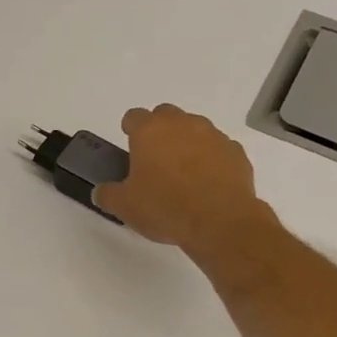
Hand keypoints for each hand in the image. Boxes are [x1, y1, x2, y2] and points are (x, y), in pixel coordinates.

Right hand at [93, 105, 274, 259]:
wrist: (219, 221)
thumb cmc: (165, 208)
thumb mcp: (125, 207)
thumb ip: (108, 195)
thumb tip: (100, 192)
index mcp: (150, 131)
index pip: (134, 117)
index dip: (129, 129)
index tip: (129, 143)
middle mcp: (182, 124)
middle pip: (166, 115)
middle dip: (159, 131)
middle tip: (155, 159)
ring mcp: (213, 135)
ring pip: (195, 130)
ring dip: (187, 144)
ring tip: (183, 174)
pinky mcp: (236, 152)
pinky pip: (218, 150)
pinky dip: (211, 160)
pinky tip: (208, 184)